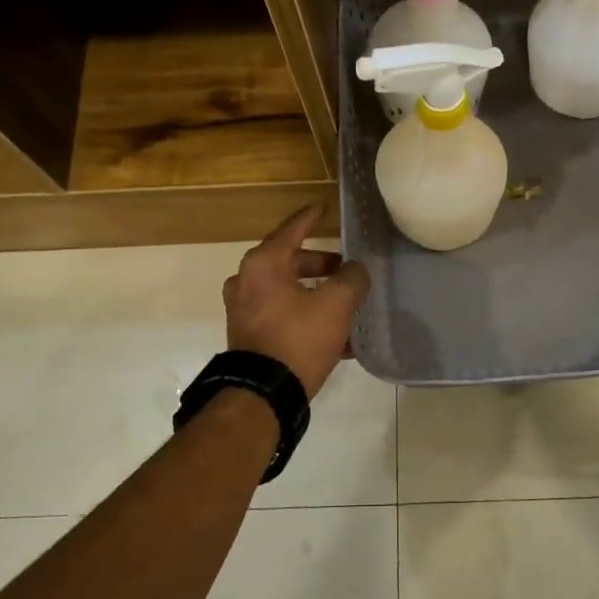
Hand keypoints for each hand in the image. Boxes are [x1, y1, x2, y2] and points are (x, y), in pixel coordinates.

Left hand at [223, 204, 370, 399]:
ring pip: (287, 291)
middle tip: (345, 270)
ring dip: (316, 294)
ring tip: (346, 305)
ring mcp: (244, 310)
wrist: (263, 393)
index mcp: (263, 264)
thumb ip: (352, 279)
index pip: (292, 229)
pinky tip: (337, 336)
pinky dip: (306, 316)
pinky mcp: (249, 335)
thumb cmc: (298, 338)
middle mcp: (246, 281)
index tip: (323, 206)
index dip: (311, 217)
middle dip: (321, 266)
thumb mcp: (336, 304)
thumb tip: (355, 271)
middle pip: (290, 262)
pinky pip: (282, 315)